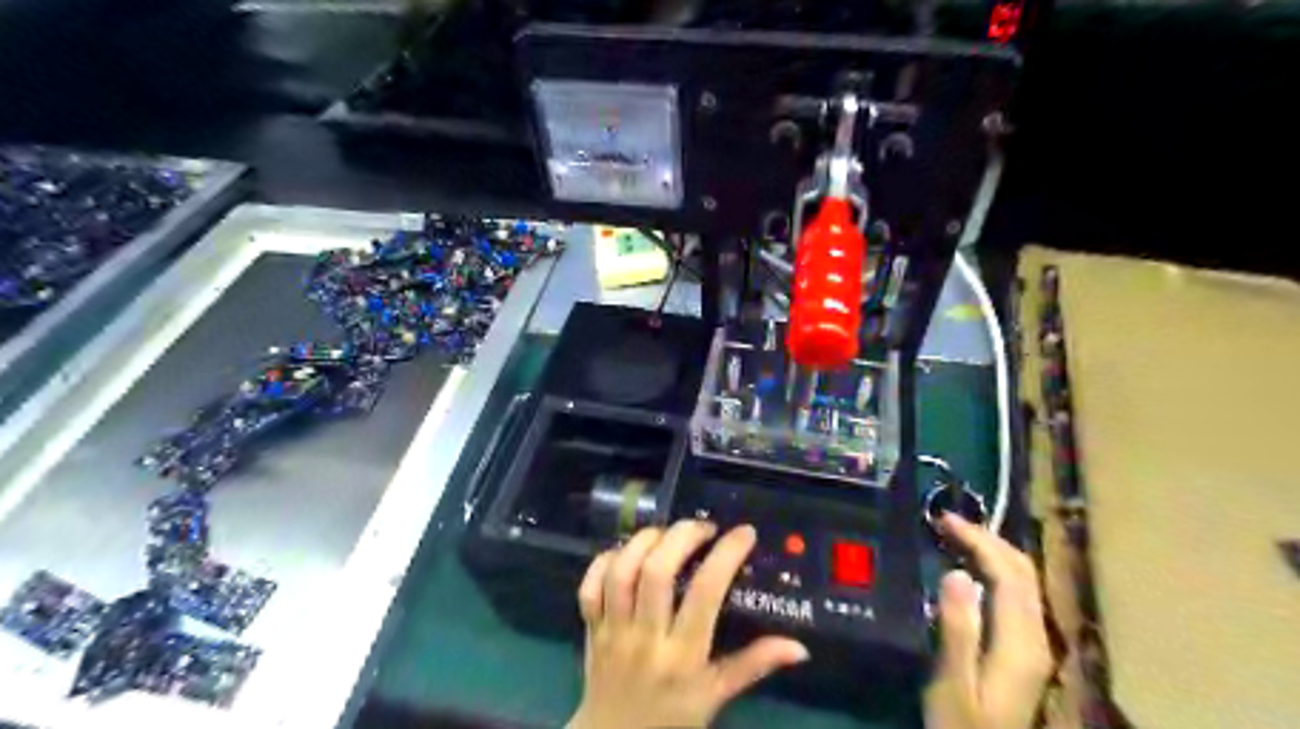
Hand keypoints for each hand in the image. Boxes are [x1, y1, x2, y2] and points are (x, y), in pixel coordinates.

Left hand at [570, 522, 808, 725]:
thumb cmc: (673, 717)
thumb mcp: (716, 695)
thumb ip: (754, 665)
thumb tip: (799, 647)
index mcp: (683, 656)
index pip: (705, 594)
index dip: (725, 556)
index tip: (744, 534)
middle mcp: (646, 637)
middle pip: (656, 572)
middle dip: (682, 537)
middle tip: (703, 528)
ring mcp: (613, 630)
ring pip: (621, 571)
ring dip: (644, 541)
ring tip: (666, 533)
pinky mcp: (590, 626)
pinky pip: (589, 585)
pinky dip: (604, 560)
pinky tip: (626, 552)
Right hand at [923, 513, 1054, 728]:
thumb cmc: (962, 725)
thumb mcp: (953, 681)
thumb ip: (958, 629)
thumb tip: (957, 573)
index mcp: (1020, 642)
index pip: (1008, 574)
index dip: (979, 540)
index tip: (944, 519)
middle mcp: (1037, 636)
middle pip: (1024, 572)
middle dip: (989, 538)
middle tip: (948, 521)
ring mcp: (1035, 643)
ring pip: (1025, 581)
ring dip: (995, 551)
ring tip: (958, 535)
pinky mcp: (1026, 650)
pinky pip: (1018, 594)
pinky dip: (997, 569)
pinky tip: (973, 568)